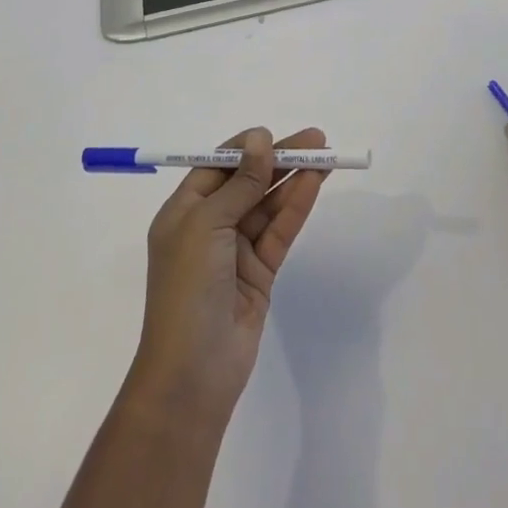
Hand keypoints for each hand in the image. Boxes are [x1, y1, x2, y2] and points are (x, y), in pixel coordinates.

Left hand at [128, 127, 331, 425]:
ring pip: (268, 205)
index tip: (274, 133)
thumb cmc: (187, 289)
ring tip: (324, 156)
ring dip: (293, 179)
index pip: (217, 167)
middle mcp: (208, 227)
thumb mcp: (207, 225)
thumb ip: (240, 182)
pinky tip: (314, 184)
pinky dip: (296, 207)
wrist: (192, 374)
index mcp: (182, 212)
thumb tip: (259, 139)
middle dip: (279, 159)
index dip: (246, 147)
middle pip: (248, 182)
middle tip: (316, 140)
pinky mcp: (259, 273)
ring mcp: (234, 251)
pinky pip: (279, 231)